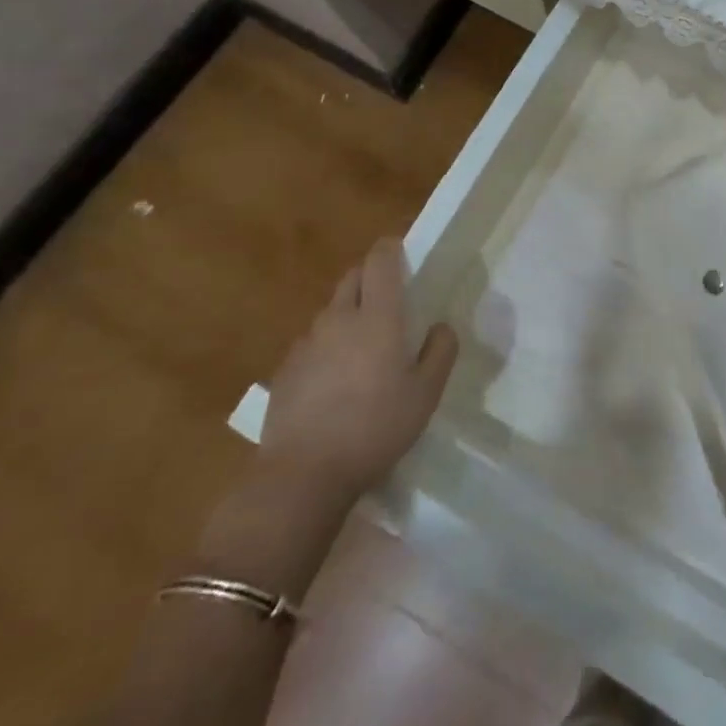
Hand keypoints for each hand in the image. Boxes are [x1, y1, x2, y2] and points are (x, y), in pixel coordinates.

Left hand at [260, 238, 458, 499]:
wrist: (302, 475)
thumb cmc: (375, 428)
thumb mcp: (426, 394)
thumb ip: (440, 352)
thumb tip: (440, 326)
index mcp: (378, 317)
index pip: (380, 260)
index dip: (390, 250)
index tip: (402, 256)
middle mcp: (339, 319)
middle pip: (353, 278)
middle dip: (370, 279)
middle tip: (389, 303)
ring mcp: (307, 343)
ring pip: (331, 311)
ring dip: (348, 314)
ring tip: (362, 348)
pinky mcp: (285, 371)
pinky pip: (311, 343)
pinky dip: (326, 347)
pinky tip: (333, 381)